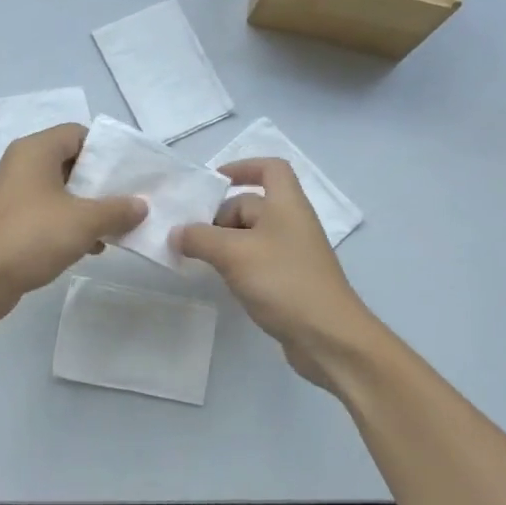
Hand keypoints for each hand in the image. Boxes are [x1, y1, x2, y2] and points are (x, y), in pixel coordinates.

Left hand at [0, 123, 146, 326]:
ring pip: (61, 193)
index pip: (78, 134)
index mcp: (35, 151)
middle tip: (131, 201)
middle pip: (71, 164)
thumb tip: (141, 205)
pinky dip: (70, 226)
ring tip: (117, 228)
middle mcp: (22, 166)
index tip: (131, 173)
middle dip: (102, 184)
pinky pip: (48, 216)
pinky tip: (92, 248)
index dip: (107, 150)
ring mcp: (14, 196)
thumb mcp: (84, 221)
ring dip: (89, 209)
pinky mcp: (11, 224)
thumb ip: (117, 210)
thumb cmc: (32, 236)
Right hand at [174, 159, 382, 386]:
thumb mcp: (234, 254)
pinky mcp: (288, 281)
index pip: (270, 168)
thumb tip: (177, 233)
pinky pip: (255, 261)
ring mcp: (291, 254)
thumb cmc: (283, 282)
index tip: (213, 182)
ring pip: (250, 236)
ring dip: (223, 243)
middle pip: (251, 205)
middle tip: (189, 236)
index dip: (243, 167)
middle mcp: (291, 223)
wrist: (328, 337)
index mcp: (287, 205)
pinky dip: (235, 264)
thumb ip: (200, 239)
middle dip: (219, 216)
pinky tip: (219, 280)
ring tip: (197, 259)